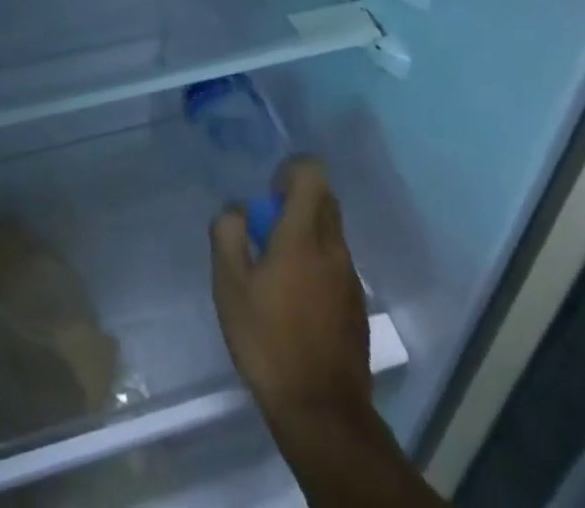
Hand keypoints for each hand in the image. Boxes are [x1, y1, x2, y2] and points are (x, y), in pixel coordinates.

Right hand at [211, 156, 372, 429]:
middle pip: (324, 198)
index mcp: (303, 235)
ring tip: (276, 269)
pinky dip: (316, 263)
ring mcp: (350, 278)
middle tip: (266, 229)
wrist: (322, 413)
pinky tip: (294, 300)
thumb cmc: (268, 341)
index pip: (312, 173)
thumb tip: (237, 209)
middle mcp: (334, 248)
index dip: (290, 170)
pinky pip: (336, 263)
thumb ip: (228, 233)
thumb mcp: (229, 285)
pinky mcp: (357, 306)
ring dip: (306, 232)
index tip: (268, 195)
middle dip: (296, 200)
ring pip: (331, 232)